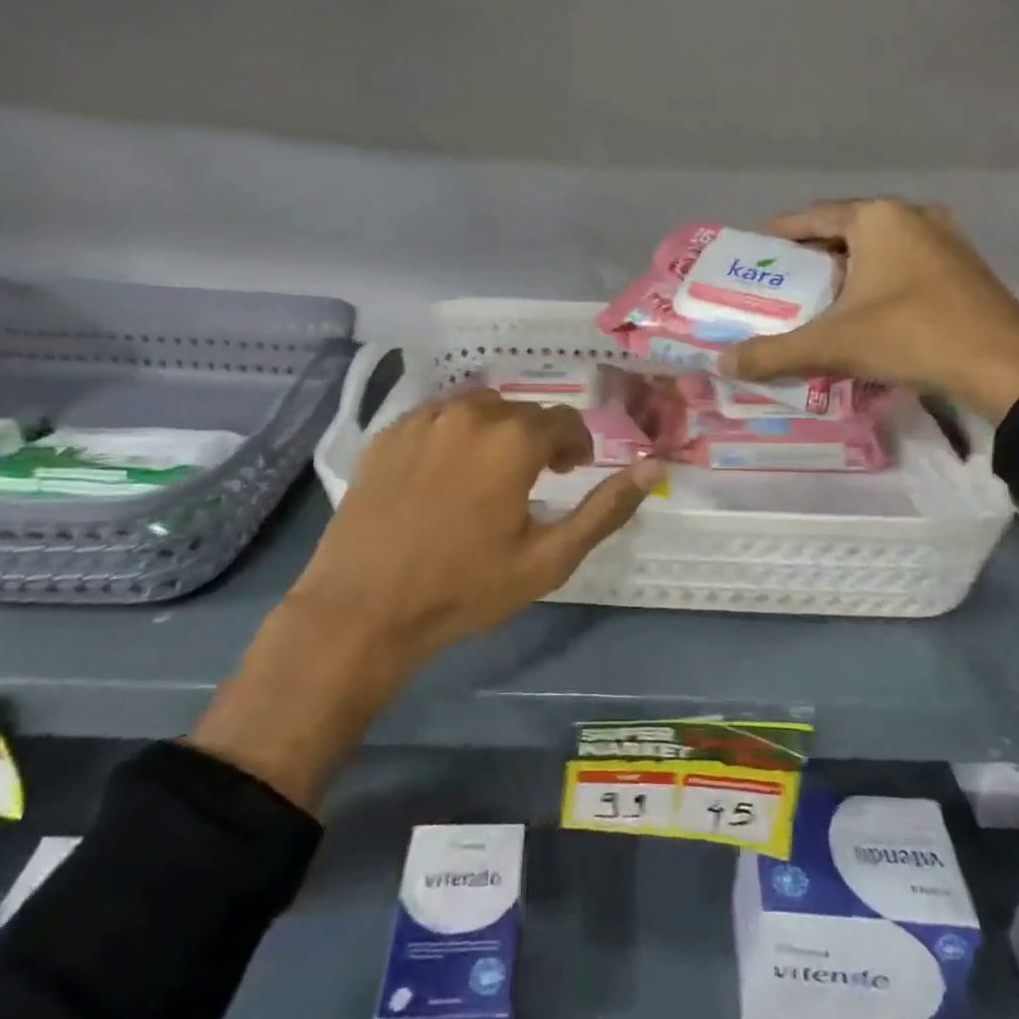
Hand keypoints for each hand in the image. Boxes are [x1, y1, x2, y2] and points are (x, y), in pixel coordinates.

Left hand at [190, 391, 660, 809]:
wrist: (364, 608)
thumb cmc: (464, 588)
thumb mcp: (548, 559)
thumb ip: (606, 509)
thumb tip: (653, 467)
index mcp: (513, 438)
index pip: (564, 420)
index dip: (576, 445)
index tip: (571, 472)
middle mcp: (470, 413)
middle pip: (521, 412)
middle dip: (537, 440)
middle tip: (532, 482)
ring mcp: (423, 419)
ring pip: (478, 410)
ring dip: (495, 434)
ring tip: (487, 477)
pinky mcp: (388, 433)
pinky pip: (437, 418)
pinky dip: (453, 436)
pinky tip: (442, 477)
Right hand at [718, 199, 1018, 422]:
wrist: (1003, 367)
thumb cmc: (910, 337)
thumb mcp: (832, 345)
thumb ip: (773, 353)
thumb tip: (723, 363)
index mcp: (877, 219)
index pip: (813, 217)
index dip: (780, 234)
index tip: (755, 252)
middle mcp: (912, 216)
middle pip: (846, 231)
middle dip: (813, 256)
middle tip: (782, 283)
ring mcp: (945, 239)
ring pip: (879, 249)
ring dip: (848, 270)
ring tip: (819, 300)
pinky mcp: (964, 267)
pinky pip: (906, 264)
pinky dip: (879, 281)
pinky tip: (867, 312)